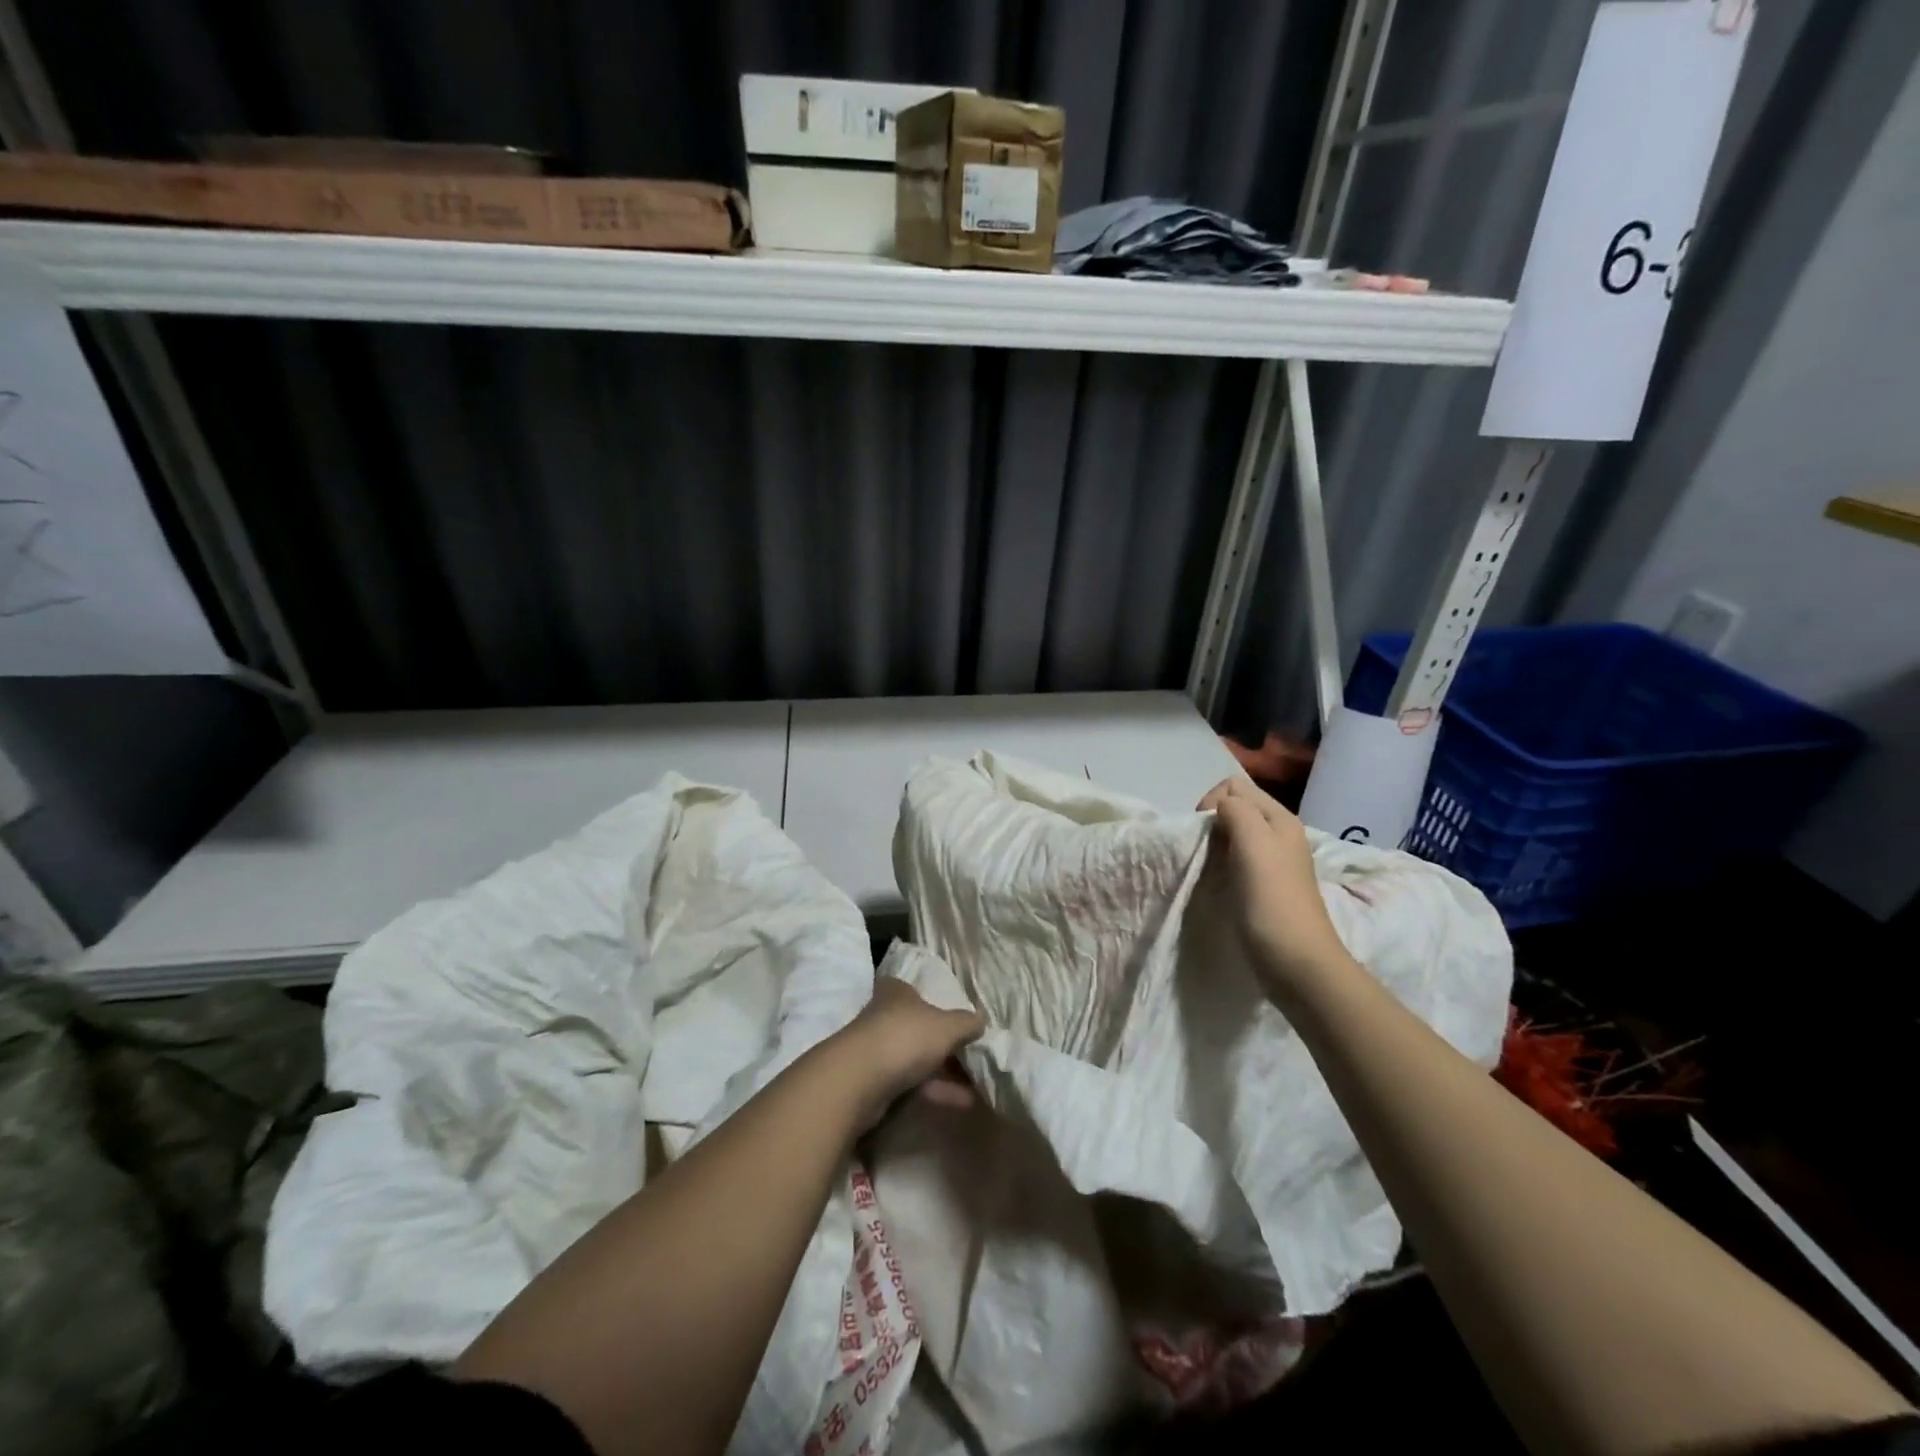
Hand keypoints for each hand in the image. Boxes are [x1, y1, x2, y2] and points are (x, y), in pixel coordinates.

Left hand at [836, 977, 985, 1128]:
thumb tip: (982, 1020)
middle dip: (944, 1043)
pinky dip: (935, 1091)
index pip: (915, 990)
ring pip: (915, 1058)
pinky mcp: (873, 1082)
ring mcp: (876, 1050)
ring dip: (944, 1072)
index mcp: (897, 992)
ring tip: (977, 1086)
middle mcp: (883, 1016)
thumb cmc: (905, 1037)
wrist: (858, 1081)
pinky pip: (911, 1084)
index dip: (936, 1002)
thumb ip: (967, 1022)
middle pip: (918, 1027)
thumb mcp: (947, 1026)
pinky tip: (962, 1103)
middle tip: (973, 1056)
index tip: (957, 1018)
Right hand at [1198, 777, 1354, 1004]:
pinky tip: (1219, 880)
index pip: (1235, 786)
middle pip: (1236, 807)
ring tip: (1209, 865)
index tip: (1204, 832)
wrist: (1297, 962)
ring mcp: (1273, 861)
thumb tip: (1220, 807)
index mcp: (1279, 819)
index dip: (1212, 801)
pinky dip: (1222, 862)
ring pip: (1234, 833)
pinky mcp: (1264, 885)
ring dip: (1216, 843)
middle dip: (1213, 821)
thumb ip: (1236, 812)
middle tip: (1205, 850)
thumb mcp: (1254, 843)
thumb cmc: (1272, 900)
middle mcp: (1278, 834)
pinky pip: (1236, 858)